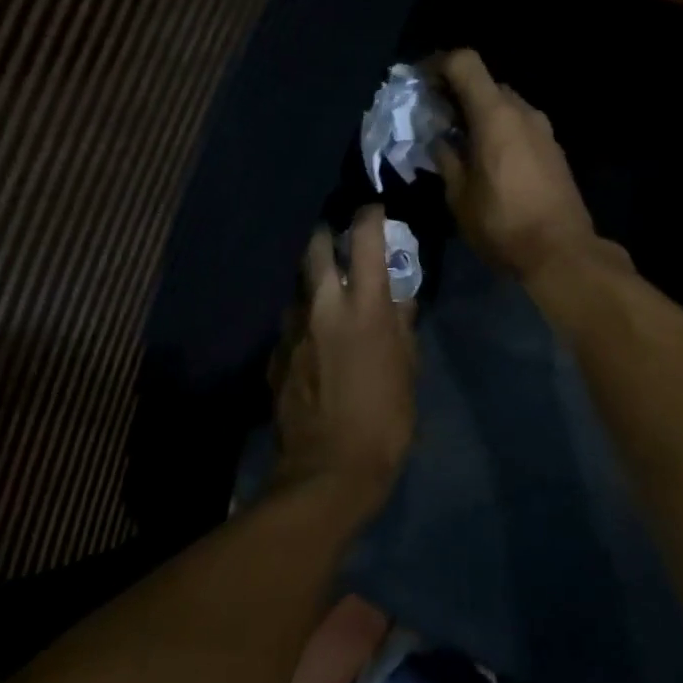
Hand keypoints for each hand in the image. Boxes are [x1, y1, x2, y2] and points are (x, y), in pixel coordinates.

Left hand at [272, 206, 417, 503]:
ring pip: (299, 289)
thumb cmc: (385, 421)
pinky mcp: (275, 356)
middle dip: (326, 238)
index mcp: (365, 307)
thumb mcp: (407, 371)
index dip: (369, 217)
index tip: (373, 212)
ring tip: (328, 303)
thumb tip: (401, 299)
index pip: (364, 240)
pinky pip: (291, 327)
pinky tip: (314, 347)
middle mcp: (323, 307)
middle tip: (338, 245)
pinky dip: (304, 325)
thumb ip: (402, 327)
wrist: (328, 470)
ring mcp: (292, 331)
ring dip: (314, 287)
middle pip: (314, 249)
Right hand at [432, 50, 617, 282]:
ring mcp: (543, 130)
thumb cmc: (503, 225)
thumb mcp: (459, 197)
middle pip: (485, 83)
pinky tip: (487, 161)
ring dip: (479, 115)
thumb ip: (446, 159)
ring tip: (460, 144)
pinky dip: (499, 131)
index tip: (420, 83)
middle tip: (435, 120)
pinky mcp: (553, 150)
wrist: (561, 252)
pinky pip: (520, 126)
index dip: (438, 64)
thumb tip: (440, 140)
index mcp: (495, 115)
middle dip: (457, 94)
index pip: (465, 63)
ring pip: (504, 106)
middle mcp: (523, 112)